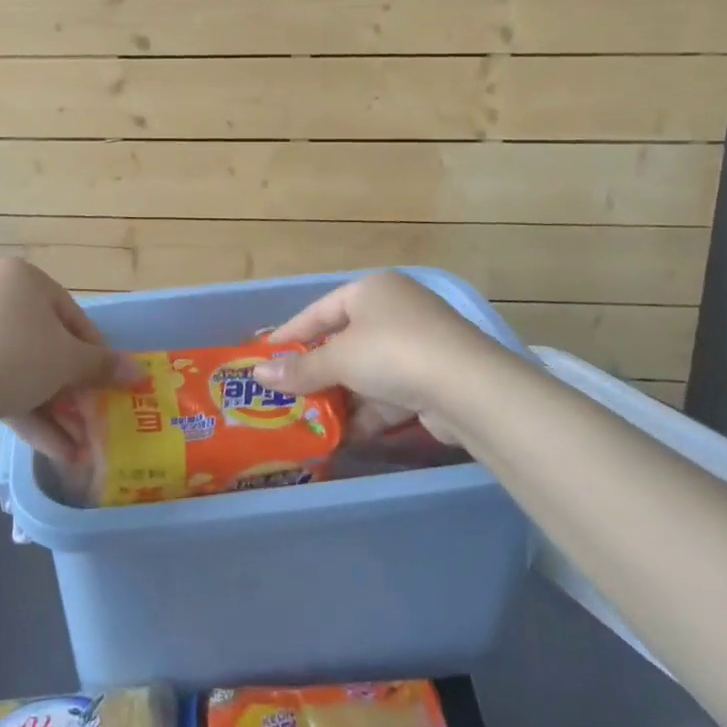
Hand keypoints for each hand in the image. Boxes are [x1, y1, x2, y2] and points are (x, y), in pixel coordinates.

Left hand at [0, 257, 138, 463]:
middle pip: (44, 345)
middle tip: (90, 420)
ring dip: (52, 410)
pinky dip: (22, 411)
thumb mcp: (69, 361)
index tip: (108, 383)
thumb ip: (103, 366)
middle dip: (70, 391)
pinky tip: (50, 449)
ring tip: (75, 450)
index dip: (95, 353)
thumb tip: (139, 373)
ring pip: (20, 369)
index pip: (72, 315)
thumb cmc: (19, 356)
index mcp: (23, 278)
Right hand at [253, 271, 500, 444]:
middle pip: (345, 342)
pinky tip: (346, 436)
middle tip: (287, 395)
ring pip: (368, 372)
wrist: (468, 388)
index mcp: (372, 290)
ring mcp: (418, 345)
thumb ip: (300, 369)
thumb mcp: (339, 359)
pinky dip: (369, 413)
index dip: (291, 333)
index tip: (265, 356)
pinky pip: (390, 394)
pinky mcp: (433, 379)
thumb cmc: (392, 353)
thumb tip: (258, 375)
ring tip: (311, 422)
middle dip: (318, 373)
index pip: (320, 310)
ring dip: (342, 398)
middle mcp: (396, 310)